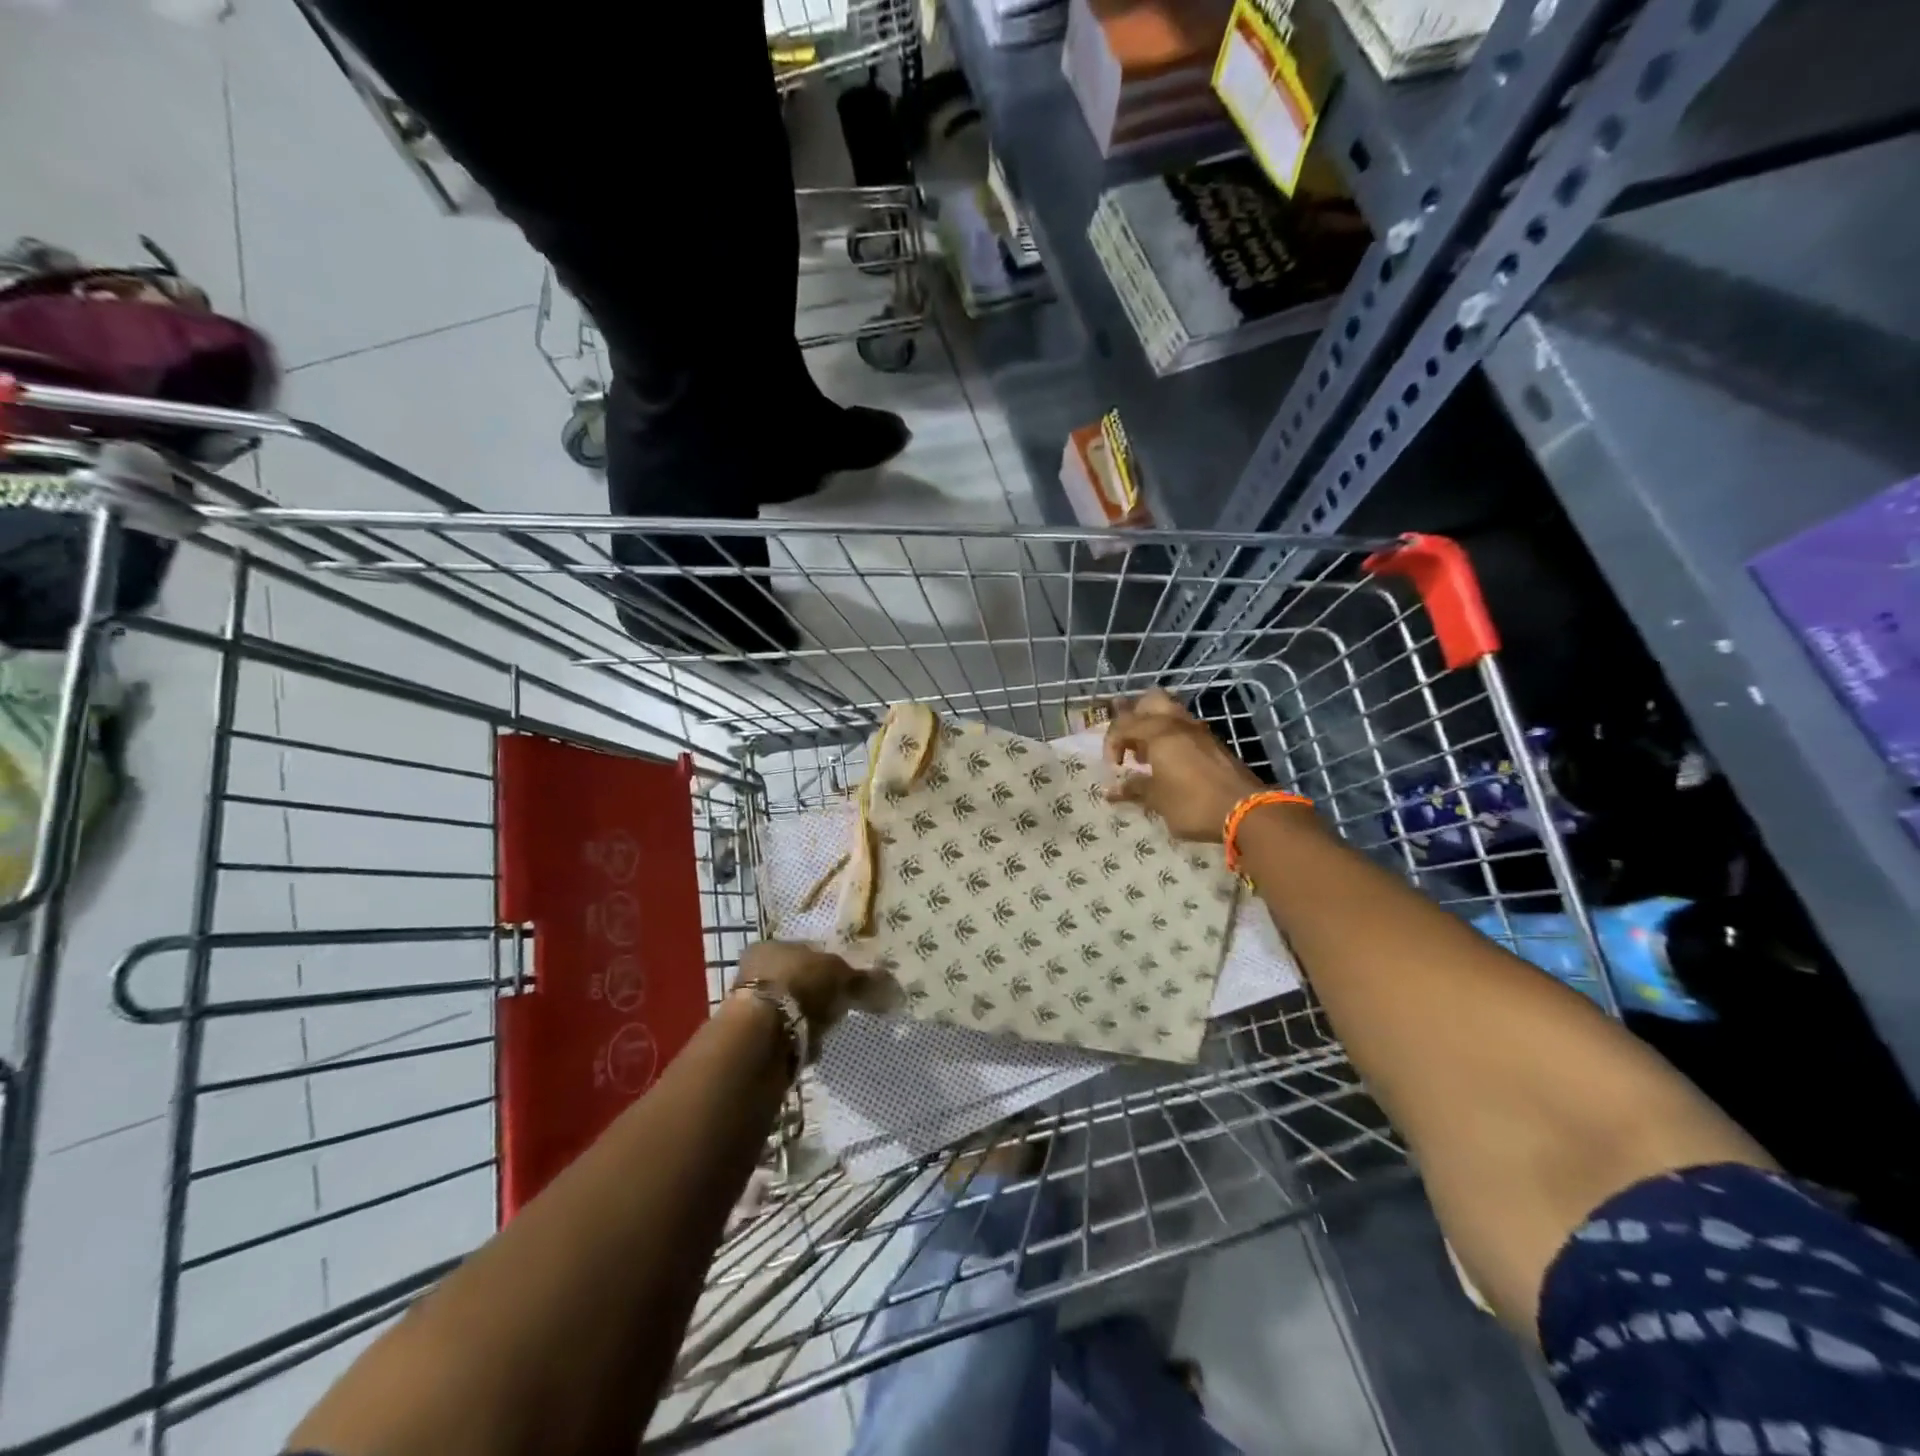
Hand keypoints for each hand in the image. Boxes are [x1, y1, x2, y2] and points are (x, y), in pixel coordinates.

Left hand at [736, 941, 873, 1049]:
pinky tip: (811, 1044)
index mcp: (770, 946)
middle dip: (818, 994)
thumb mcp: (839, 974)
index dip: (828, 964)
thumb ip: (861, 977)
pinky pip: (786, 1035)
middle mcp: (753, 972)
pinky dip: (799, 1040)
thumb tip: (888, 981)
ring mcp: (749, 1008)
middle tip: (838, 1004)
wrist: (762, 1036)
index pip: (804, 951)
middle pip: (797, 980)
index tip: (845, 980)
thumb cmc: (799, 986)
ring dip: (809, 1019)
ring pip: (791, 1009)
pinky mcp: (751, 1039)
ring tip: (826, 1027)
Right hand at [1103, 689, 1269, 842]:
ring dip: (1153, 726)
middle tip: (1129, 742)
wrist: (1246, 810)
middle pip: (1149, 701)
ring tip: (1148, 753)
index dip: (1111, 743)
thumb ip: (1134, 789)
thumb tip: (1111, 790)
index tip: (1114, 768)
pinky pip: (1185, 729)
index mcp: (1158, 732)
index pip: (1123, 725)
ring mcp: (1199, 731)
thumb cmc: (1192, 803)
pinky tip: (1170, 763)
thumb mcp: (1157, 799)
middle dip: (1134, 716)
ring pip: (1170, 712)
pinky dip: (1171, 737)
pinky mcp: (1213, 743)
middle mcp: (1177, 723)